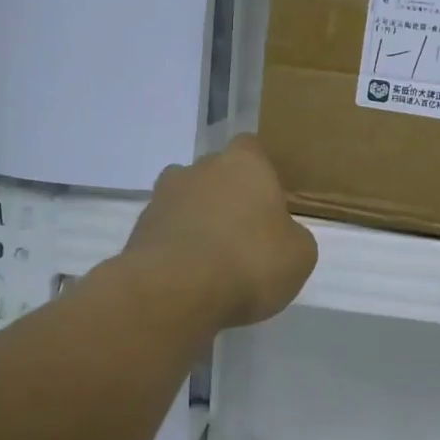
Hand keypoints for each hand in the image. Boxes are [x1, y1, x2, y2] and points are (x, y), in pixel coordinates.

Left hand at [124, 134, 317, 328]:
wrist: (175, 291)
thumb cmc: (250, 262)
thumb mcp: (299, 255)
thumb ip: (292, 235)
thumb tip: (281, 235)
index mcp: (245, 164)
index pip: (251, 148)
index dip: (259, 172)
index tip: (267, 200)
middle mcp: (201, 168)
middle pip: (215, 173)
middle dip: (226, 196)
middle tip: (241, 233)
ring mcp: (164, 196)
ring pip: (186, 199)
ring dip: (196, 220)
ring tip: (210, 258)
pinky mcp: (140, 228)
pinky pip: (165, 230)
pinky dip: (176, 246)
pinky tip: (188, 276)